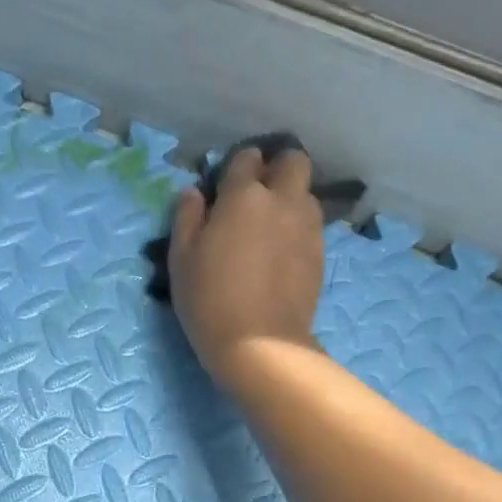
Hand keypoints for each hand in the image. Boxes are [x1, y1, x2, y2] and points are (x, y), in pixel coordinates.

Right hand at [167, 144, 324, 388]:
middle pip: (292, 161)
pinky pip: (311, 224)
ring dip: (290, 198)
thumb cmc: (209, 299)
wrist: (260, 343)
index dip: (236, 167)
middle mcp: (282, 200)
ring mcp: (306, 226)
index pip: (246, 158)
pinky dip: (298, 227)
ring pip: (306, 193)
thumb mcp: (181, 259)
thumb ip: (186, 218)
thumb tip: (194, 193)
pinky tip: (282, 251)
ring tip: (271, 226)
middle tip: (257, 195)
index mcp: (243, 195)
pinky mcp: (320, 252)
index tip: (225, 186)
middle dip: (277, 168)